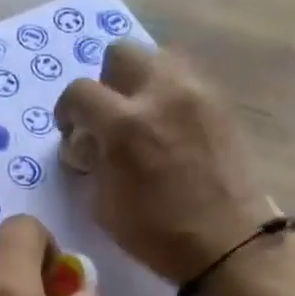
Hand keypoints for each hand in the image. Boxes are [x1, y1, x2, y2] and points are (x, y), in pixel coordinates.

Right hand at [56, 40, 269, 284]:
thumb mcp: (103, 205)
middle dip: (105, 82)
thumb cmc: (157, 233)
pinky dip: (168, 93)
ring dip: (140, 80)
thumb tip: (87, 143)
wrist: (228, 242)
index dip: (67, 111)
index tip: (71, 132)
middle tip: (107, 116)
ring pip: (157, 57)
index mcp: (124, 125)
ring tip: (140, 116)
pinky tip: (168, 126)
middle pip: (120, 53)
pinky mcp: (220, 102)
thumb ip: (91, 162)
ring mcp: (196, 93)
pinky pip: (185, 78)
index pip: (79, 92)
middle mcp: (160, 94)